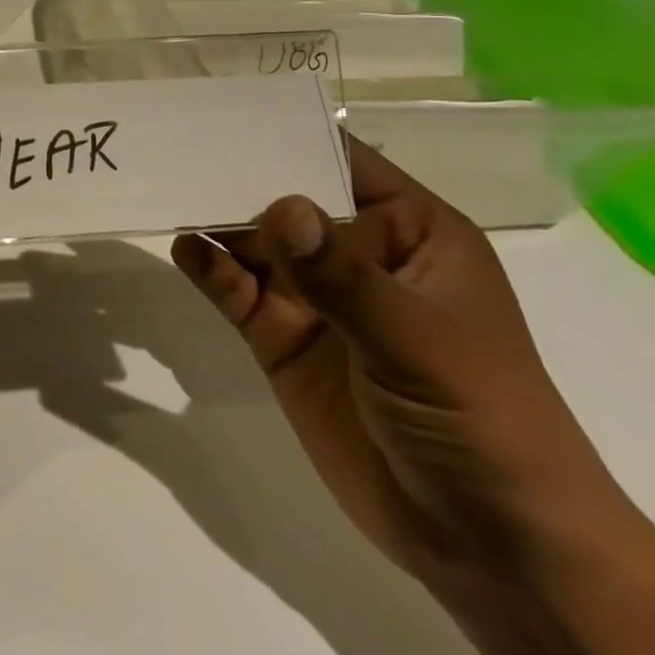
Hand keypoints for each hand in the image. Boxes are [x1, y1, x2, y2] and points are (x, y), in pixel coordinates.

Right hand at [172, 139, 626, 588]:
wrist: (488, 545)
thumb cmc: (482, 419)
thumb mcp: (417, 339)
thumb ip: (342, 275)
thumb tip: (279, 206)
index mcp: (409, 234)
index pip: (342, 163)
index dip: (290, 134)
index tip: (226, 110)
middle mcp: (355, 256)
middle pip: (284, 200)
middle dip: (235, 177)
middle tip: (174, 148)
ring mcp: (315, 299)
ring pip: (252, 243)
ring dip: (213, 220)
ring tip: (166, 192)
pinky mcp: (281, 339)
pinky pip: (236, 290)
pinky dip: (209, 268)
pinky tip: (185, 249)